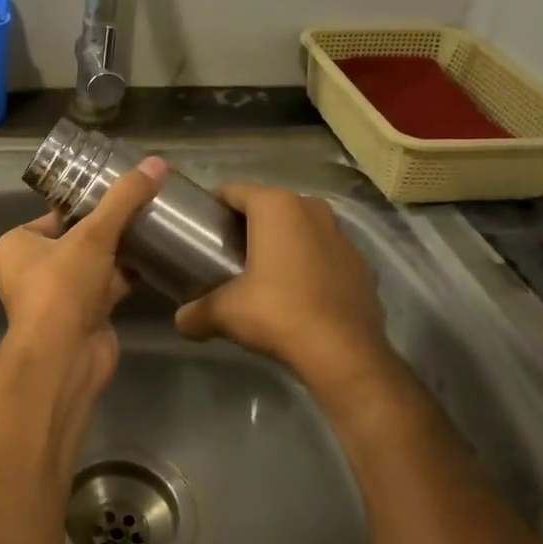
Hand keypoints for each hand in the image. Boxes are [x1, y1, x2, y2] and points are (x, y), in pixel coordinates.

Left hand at [0, 157, 168, 425]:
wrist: (64, 357)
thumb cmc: (62, 288)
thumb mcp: (93, 235)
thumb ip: (124, 199)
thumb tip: (156, 163)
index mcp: (17, 245)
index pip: (56, 214)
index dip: (87, 202)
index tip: (122, 189)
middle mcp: (32, 269)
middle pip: (77, 238)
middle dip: (109, 226)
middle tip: (145, 204)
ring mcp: (58, 296)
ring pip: (94, 263)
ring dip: (121, 249)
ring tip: (155, 226)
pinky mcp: (83, 316)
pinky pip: (107, 286)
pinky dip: (127, 274)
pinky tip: (156, 258)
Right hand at [174, 183, 391, 387]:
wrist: (343, 353)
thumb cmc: (277, 313)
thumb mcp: (224, 314)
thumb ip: (196, 312)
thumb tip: (181, 320)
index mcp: (276, 207)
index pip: (233, 190)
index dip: (214, 207)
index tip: (201, 229)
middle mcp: (312, 209)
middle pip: (269, 207)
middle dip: (249, 225)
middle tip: (227, 252)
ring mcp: (342, 236)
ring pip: (301, 228)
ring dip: (282, 243)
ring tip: (261, 273)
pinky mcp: (361, 265)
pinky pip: (324, 254)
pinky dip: (308, 265)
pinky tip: (296, 293)